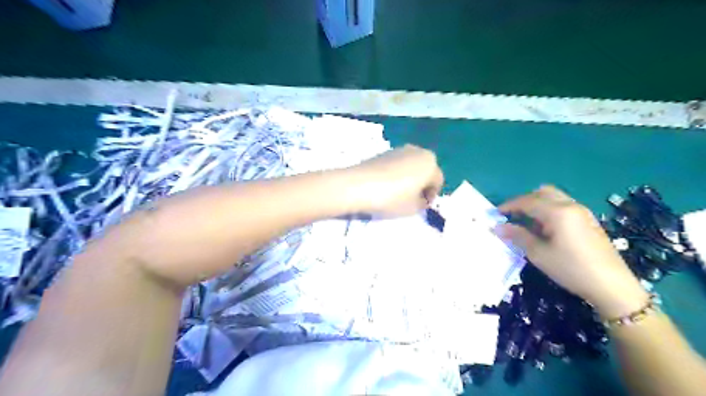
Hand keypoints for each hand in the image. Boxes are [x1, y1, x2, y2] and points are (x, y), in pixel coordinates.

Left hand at [343, 145, 438, 217]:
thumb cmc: (392, 198)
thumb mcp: (413, 208)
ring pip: (410, 166)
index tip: (421, 207)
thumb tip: (420, 199)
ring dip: (408, 178)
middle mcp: (417, 151)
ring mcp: (399, 149)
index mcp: (430, 163)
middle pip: (425, 170)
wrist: (358, 185)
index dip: (431, 196)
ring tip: (397, 194)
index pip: (438, 181)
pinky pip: (397, 165)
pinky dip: (396, 174)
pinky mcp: (383, 152)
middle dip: (421, 184)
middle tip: (411, 200)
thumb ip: (422, 203)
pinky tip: (386, 186)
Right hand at [495, 185, 649, 318]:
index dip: (509, 206)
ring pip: (553, 197)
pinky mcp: (588, 220)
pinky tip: (544, 228)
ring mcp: (582, 211)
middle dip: (523, 201)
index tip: (495, 214)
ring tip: (526, 222)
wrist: (612, 286)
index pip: (527, 201)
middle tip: (511, 216)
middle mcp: (570, 205)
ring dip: (536, 204)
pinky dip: (548, 209)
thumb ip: (517, 236)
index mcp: (557, 212)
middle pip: (541, 193)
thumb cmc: (571, 269)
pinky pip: (563, 205)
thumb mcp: (539, 254)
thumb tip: (497, 227)